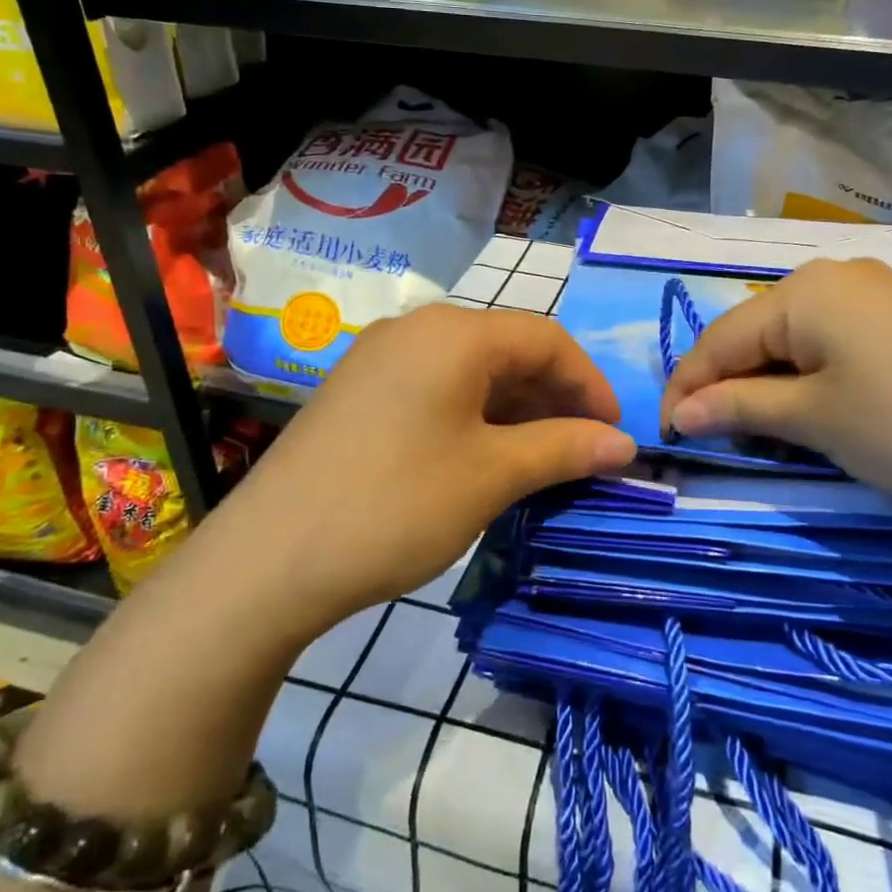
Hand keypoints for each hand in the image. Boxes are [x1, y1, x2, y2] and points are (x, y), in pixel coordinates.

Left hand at [218, 304, 635, 638]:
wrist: (267, 561)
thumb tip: (624, 445)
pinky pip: (436, 389)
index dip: (590, 383)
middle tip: (584, 450)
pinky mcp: (358, 392)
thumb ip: (565, 448)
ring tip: (542, 459)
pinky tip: (486, 457)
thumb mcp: (492, 476)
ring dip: (516, 409)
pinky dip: (475, 416)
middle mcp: (416, 330)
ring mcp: (380, 358)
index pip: (547, 338)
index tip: (615, 434)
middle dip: (555, 397)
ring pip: (471, 371)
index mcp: (453, 333)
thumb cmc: (396, 506)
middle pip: (508, 349)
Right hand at [659, 258, 891, 524]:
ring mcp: (873, 293)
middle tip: (712, 439)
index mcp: (803, 292)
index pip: (720, 340)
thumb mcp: (817, 420)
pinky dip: (808, 377)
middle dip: (727, 386)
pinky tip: (812, 408)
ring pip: (792, 339)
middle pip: (754, 334)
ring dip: (767, 384)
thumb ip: (740, 409)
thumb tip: (679, 415)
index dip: (688, 388)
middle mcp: (833, 276)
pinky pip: (831, 342)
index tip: (668, 436)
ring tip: (758, 431)